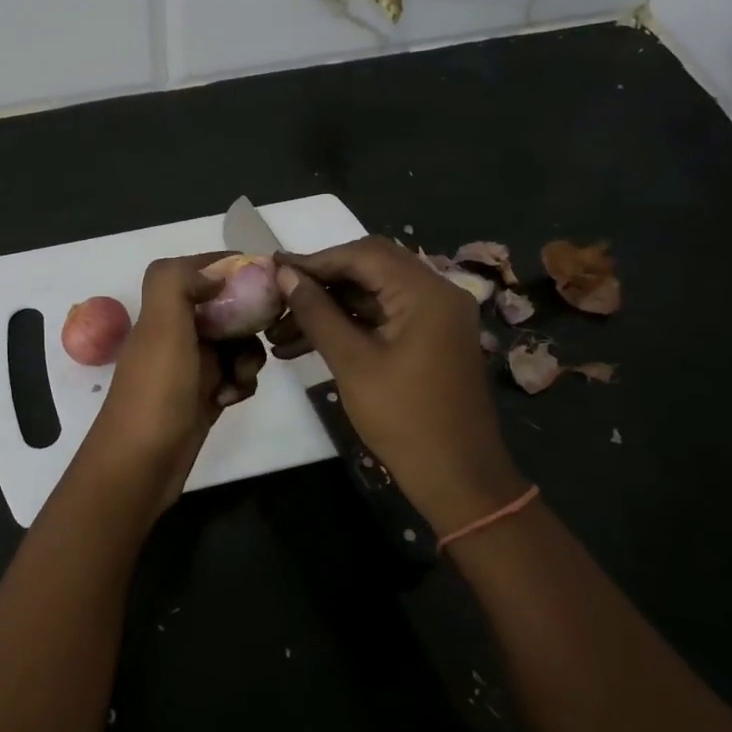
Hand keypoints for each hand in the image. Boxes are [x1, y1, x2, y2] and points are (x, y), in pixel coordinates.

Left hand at [89, 253, 265, 507]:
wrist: (141, 465)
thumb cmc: (155, 392)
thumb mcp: (161, 327)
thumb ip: (176, 283)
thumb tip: (214, 272)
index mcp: (163, 311)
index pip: (200, 271)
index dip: (230, 268)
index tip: (266, 276)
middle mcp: (177, 333)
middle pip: (226, 307)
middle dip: (249, 319)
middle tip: (265, 331)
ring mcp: (191, 366)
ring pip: (236, 343)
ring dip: (247, 356)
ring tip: (239, 377)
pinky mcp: (204, 395)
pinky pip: (235, 376)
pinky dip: (240, 383)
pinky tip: (231, 399)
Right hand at [269, 236, 527, 528]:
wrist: (457, 477)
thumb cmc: (404, 418)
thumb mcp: (352, 362)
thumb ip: (317, 312)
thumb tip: (284, 275)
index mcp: (426, 291)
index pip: (363, 254)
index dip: (315, 260)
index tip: (273, 269)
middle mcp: (436, 292)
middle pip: (368, 268)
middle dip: (320, 282)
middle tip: (277, 296)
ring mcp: (435, 316)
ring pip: (372, 294)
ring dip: (329, 307)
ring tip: (280, 331)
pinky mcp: (429, 338)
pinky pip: (383, 317)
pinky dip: (348, 325)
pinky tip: (306, 344)